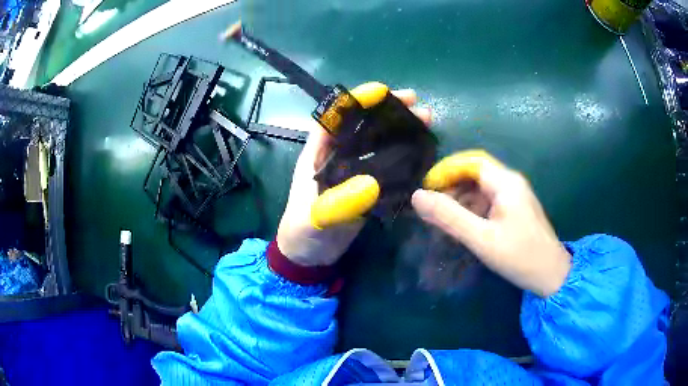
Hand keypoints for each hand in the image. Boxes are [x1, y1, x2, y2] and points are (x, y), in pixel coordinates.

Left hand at [277, 82, 431, 266]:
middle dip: (388, 112)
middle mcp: (336, 157)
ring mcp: (353, 172)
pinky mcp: (365, 188)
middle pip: (362, 125)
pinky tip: (422, 152)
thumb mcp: (315, 219)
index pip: (335, 117)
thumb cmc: (302, 234)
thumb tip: (372, 184)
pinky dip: (403, 157)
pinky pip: (386, 166)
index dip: (356, 101)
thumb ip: (338, 203)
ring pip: (377, 143)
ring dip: (400, 131)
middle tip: (417, 105)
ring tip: (426, 122)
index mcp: (317, 154)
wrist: (309, 258)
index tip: (383, 91)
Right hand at [411, 151, 570, 296]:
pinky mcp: (515, 210)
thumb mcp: (481, 238)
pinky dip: (472, 209)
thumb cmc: (519, 256)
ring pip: (481, 188)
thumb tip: (417, 197)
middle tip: (432, 207)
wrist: (551, 275)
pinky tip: (463, 225)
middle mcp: (511, 183)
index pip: (471, 162)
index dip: (446, 170)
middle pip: (476, 173)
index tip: (427, 188)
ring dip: (461, 198)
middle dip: (452, 185)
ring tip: (443, 218)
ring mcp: (514, 196)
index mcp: (506, 183)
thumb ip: (449, 217)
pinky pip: (489, 201)